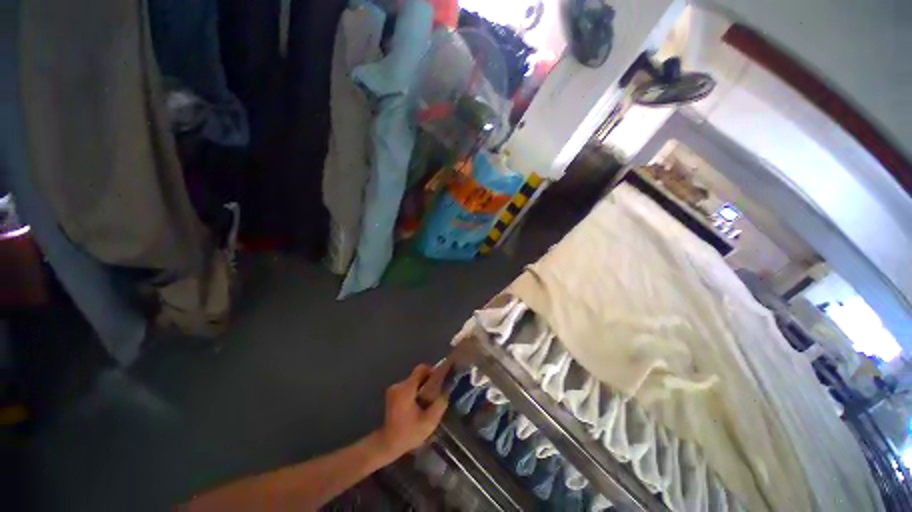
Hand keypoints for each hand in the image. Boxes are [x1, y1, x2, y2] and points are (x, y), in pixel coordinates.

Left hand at [375, 364, 447, 461]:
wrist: (387, 444)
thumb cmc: (408, 434)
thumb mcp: (429, 422)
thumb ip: (439, 404)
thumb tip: (446, 392)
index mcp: (406, 389)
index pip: (421, 369)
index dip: (432, 371)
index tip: (439, 380)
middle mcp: (398, 385)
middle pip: (417, 375)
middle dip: (428, 381)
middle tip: (436, 393)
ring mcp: (394, 389)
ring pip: (413, 381)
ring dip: (422, 387)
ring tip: (429, 401)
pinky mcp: (392, 394)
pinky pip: (408, 387)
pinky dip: (415, 391)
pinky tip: (419, 404)